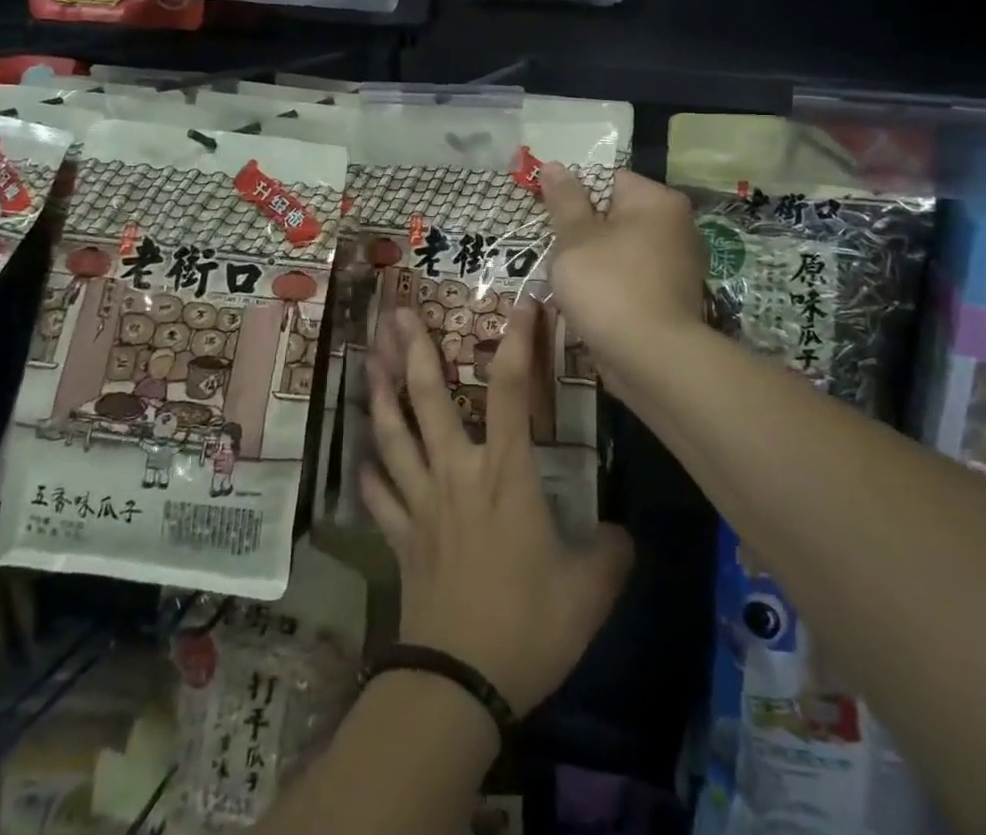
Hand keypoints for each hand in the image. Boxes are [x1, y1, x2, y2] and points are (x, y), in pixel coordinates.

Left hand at [360, 302, 632, 713]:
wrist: (459, 682)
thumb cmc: (528, 625)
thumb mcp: (589, 591)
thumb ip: (610, 553)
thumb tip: (621, 535)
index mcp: (505, 474)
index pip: (512, 391)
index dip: (518, 343)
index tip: (523, 304)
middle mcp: (457, 472)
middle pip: (428, 398)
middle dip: (413, 351)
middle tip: (397, 313)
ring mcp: (421, 502)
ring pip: (393, 434)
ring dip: (381, 394)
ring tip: (370, 359)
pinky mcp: (400, 535)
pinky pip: (380, 494)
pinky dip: (370, 470)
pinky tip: (364, 456)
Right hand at [541, 164, 706, 373]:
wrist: (653, 360)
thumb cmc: (609, 286)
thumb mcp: (575, 238)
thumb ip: (564, 200)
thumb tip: (553, 165)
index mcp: (657, 201)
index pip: (608, 180)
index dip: (574, 197)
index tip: (551, 220)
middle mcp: (676, 226)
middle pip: (615, 215)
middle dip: (582, 234)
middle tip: (557, 254)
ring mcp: (678, 264)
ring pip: (620, 250)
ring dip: (593, 263)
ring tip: (569, 283)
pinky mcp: (673, 298)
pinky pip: (632, 279)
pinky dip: (611, 287)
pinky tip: (590, 305)